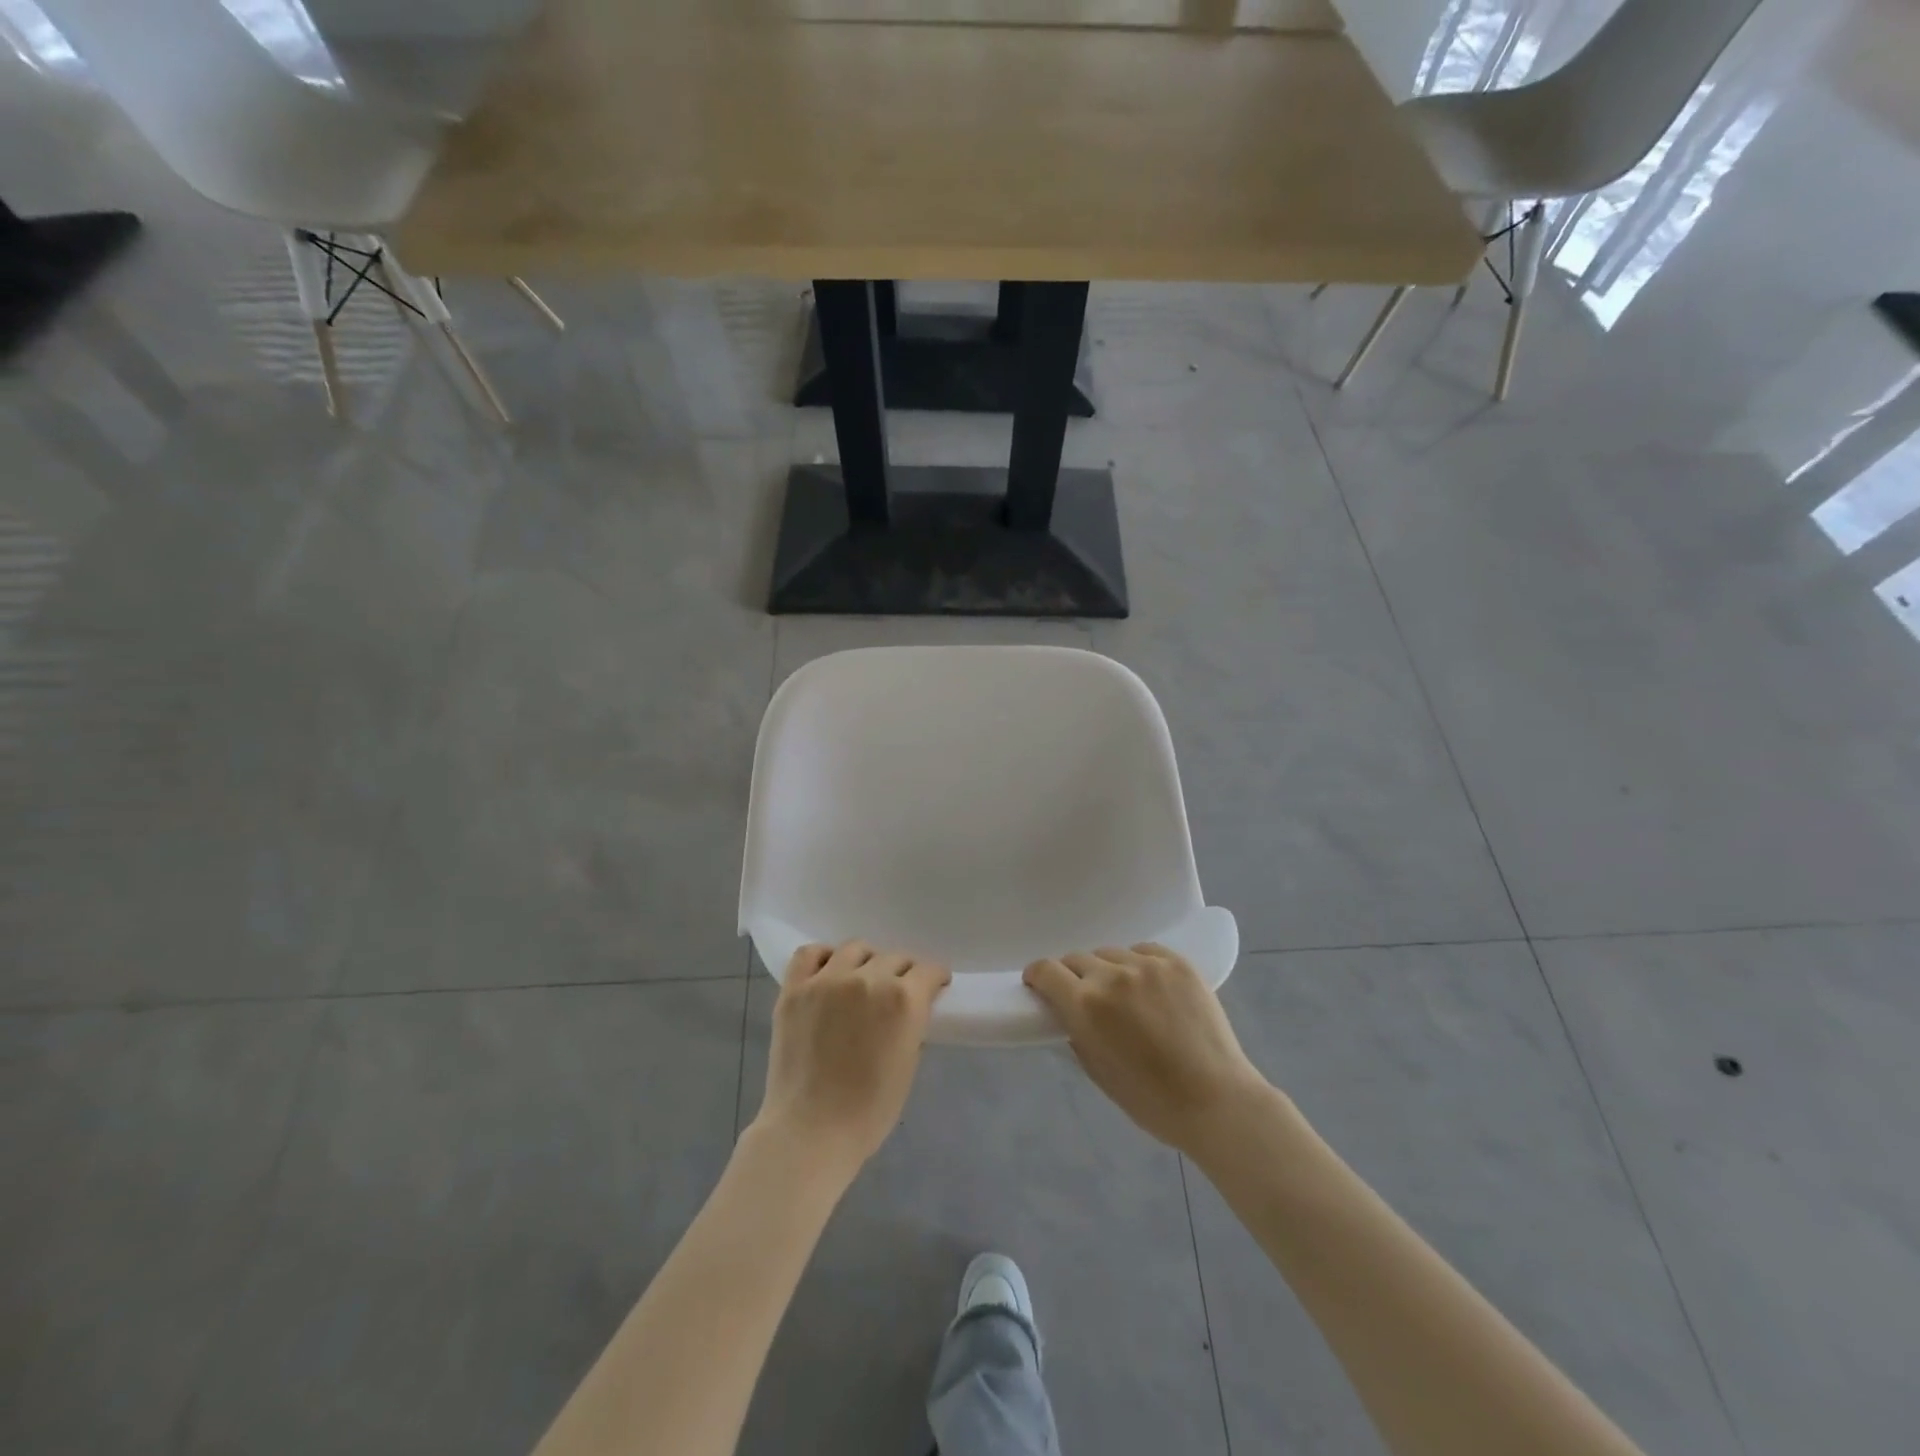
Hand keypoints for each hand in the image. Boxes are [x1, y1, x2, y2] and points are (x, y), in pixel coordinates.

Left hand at [752, 941, 950, 1181]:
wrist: (810, 1132)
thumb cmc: (869, 1112)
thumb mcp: (908, 1066)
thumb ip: (911, 1026)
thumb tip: (907, 1011)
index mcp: (904, 1000)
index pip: (928, 970)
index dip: (934, 979)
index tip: (933, 986)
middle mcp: (868, 979)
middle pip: (895, 957)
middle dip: (903, 973)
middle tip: (897, 992)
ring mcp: (828, 980)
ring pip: (856, 949)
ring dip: (866, 961)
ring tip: (862, 979)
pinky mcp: (795, 988)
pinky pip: (810, 953)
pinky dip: (824, 957)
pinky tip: (828, 972)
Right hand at [1025, 944, 1269, 1154]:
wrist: (1216, 1100)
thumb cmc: (1151, 1101)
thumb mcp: (1097, 1072)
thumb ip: (1076, 1032)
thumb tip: (1068, 1011)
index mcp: (1086, 1006)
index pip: (1046, 970)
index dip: (1037, 976)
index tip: (1040, 985)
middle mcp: (1112, 976)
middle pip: (1077, 959)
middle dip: (1073, 976)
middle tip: (1085, 998)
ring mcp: (1147, 965)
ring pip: (1110, 954)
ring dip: (1107, 971)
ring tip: (1124, 995)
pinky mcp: (1177, 962)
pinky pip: (1143, 951)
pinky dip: (1138, 965)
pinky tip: (1149, 987)